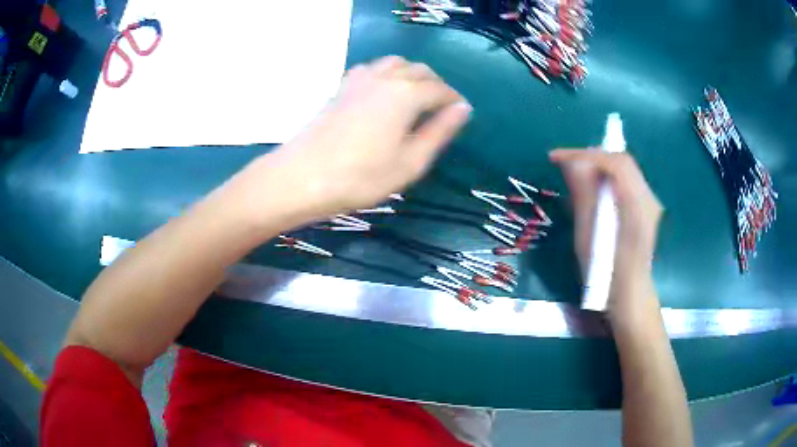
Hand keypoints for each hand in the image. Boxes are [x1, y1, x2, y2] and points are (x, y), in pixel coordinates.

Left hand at [249, 56, 470, 220]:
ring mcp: (360, 78)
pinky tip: (383, 92)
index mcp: (407, 94)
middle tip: (440, 108)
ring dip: (411, 75)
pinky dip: (386, 74)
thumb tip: (463, 108)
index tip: (460, 113)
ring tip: (415, 98)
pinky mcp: (342, 86)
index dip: (453, 100)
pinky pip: (372, 68)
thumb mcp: (411, 162)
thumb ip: (440, 132)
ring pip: (395, 64)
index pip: (440, 89)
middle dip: (435, 85)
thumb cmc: (361, 177)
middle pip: (419, 70)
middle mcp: (385, 77)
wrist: (303, 177)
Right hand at [549, 149, 662, 315]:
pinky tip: (592, 189)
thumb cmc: (606, 275)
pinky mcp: (646, 209)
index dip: (584, 154)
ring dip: (598, 166)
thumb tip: (573, 164)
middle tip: (565, 164)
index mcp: (637, 207)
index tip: (556, 158)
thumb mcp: (589, 237)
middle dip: (591, 157)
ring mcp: (650, 203)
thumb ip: (584, 196)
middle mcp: (649, 199)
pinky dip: (607, 178)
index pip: (615, 163)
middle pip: (622, 162)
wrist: (630, 297)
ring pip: (624, 170)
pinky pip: (626, 182)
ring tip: (574, 174)